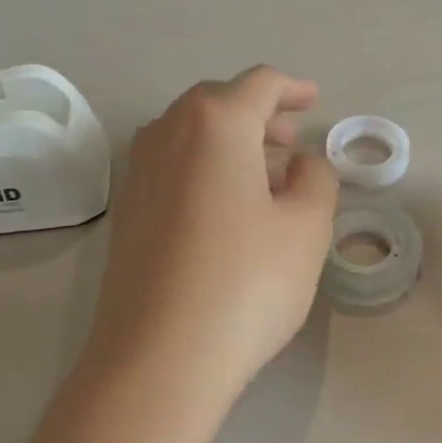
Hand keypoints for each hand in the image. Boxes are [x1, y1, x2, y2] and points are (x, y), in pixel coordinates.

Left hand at [82, 66, 337, 412]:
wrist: (159, 357)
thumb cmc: (247, 283)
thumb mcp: (306, 228)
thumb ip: (315, 180)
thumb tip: (301, 163)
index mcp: (216, 124)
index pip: (258, 85)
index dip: (292, 88)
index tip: (313, 101)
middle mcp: (167, 134)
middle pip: (217, 104)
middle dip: (259, 114)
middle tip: (291, 140)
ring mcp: (138, 173)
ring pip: (190, 135)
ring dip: (229, 142)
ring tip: (264, 175)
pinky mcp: (126, 212)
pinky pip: (171, 167)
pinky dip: (203, 168)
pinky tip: (225, 208)